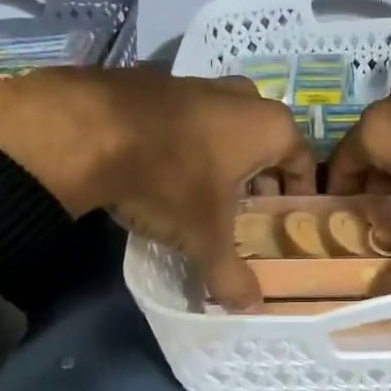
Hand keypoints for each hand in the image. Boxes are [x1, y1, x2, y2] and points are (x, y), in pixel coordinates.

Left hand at [0, 67, 314, 308]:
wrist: (89, 130)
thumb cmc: (171, 179)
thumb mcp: (204, 237)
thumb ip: (231, 274)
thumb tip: (251, 308)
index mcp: (269, 126)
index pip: (301, 160)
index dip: (298, 192)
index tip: (289, 216)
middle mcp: (242, 97)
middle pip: (264, 141)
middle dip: (259, 175)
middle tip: (248, 211)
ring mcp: (198, 83)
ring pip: (225, 125)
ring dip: (223, 156)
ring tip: (207, 194)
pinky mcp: (158, 82)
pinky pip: (187, 118)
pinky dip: (187, 142)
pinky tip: (166, 170)